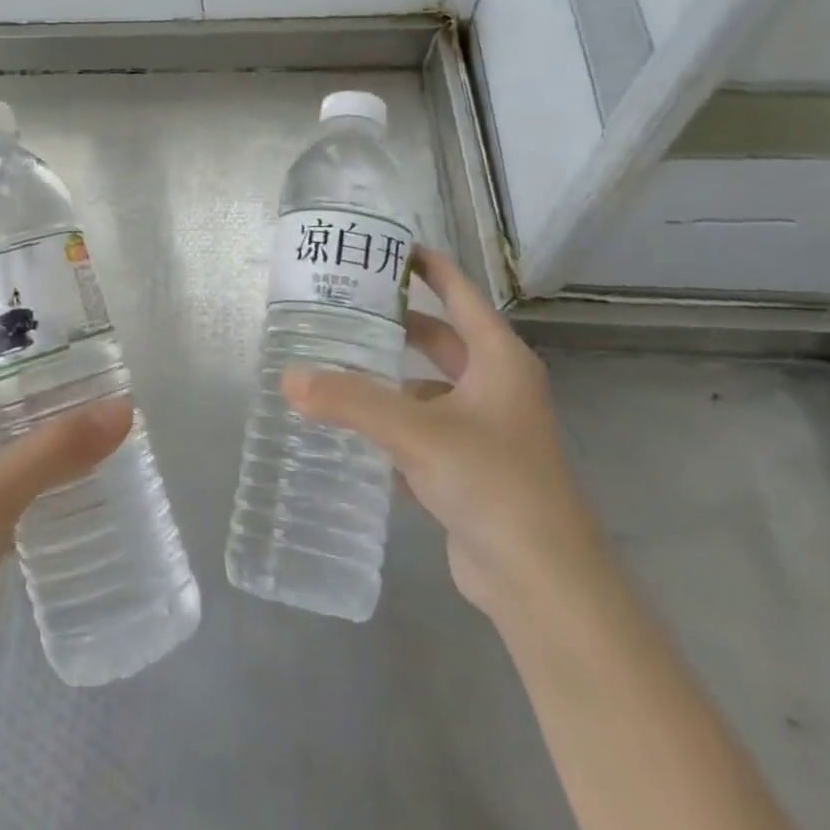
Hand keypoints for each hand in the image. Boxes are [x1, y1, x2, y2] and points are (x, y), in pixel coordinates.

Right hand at [281, 245, 601, 619]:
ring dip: (388, 380)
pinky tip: (353, 429)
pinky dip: (393, 424)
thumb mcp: (417, 432)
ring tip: (336, 368)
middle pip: (440, 340)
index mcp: (498, 360)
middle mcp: (495, 387)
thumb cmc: (492, 482)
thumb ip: (351, 401)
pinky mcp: (469, 468)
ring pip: (427, 389)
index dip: (429, 268)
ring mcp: (484, 430)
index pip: (460, 295)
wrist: (541, 581)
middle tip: (345, 309)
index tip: (388, 248)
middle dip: (397, 325)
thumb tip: (287, 377)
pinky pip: (423, 430)